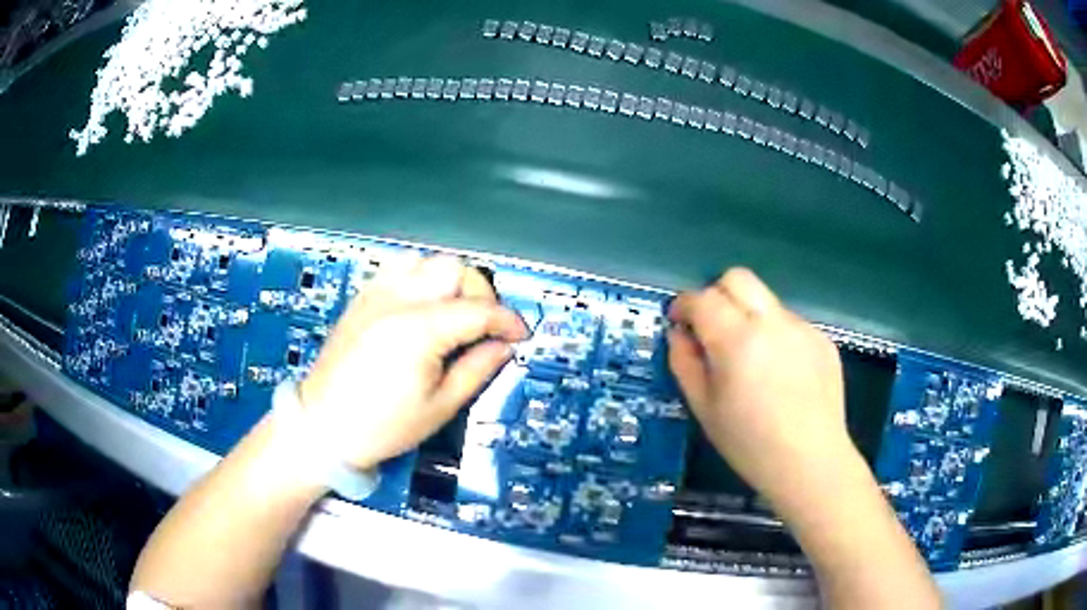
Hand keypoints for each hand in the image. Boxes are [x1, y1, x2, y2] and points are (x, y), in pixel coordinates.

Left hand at [298, 255, 527, 470]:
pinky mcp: (362, 299)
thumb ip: (477, 369)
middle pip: (455, 269)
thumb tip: (503, 347)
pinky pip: (398, 269)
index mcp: (419, 332)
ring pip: (427, 261)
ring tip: (453, 313)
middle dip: (480, 294)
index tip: (519, 335)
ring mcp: (376, 296)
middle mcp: (397, 302)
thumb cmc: (379, 427)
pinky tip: (422, 305)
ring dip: (449, 281)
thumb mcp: (440, 407)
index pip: (479, 310)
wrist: (323, 426)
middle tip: (484, 328)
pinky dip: (420, 278)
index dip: (508, 320)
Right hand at [667, 268, 853, 505]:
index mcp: (737, 341)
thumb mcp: (704, 409)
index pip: (703, 298)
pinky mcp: (822, 339)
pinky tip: (781, 374)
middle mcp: (772, 322)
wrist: (811, 463)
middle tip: (711, 328)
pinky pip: (789, 323)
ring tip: (751, 359)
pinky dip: (775, 335)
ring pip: (766, 300)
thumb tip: (679, 334)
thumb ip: (685, 363)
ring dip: (748, 316)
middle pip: (738, 278)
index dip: (684, 306)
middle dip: (716, 294)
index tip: (679, 322)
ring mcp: (802, 328)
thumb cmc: (750, 445)